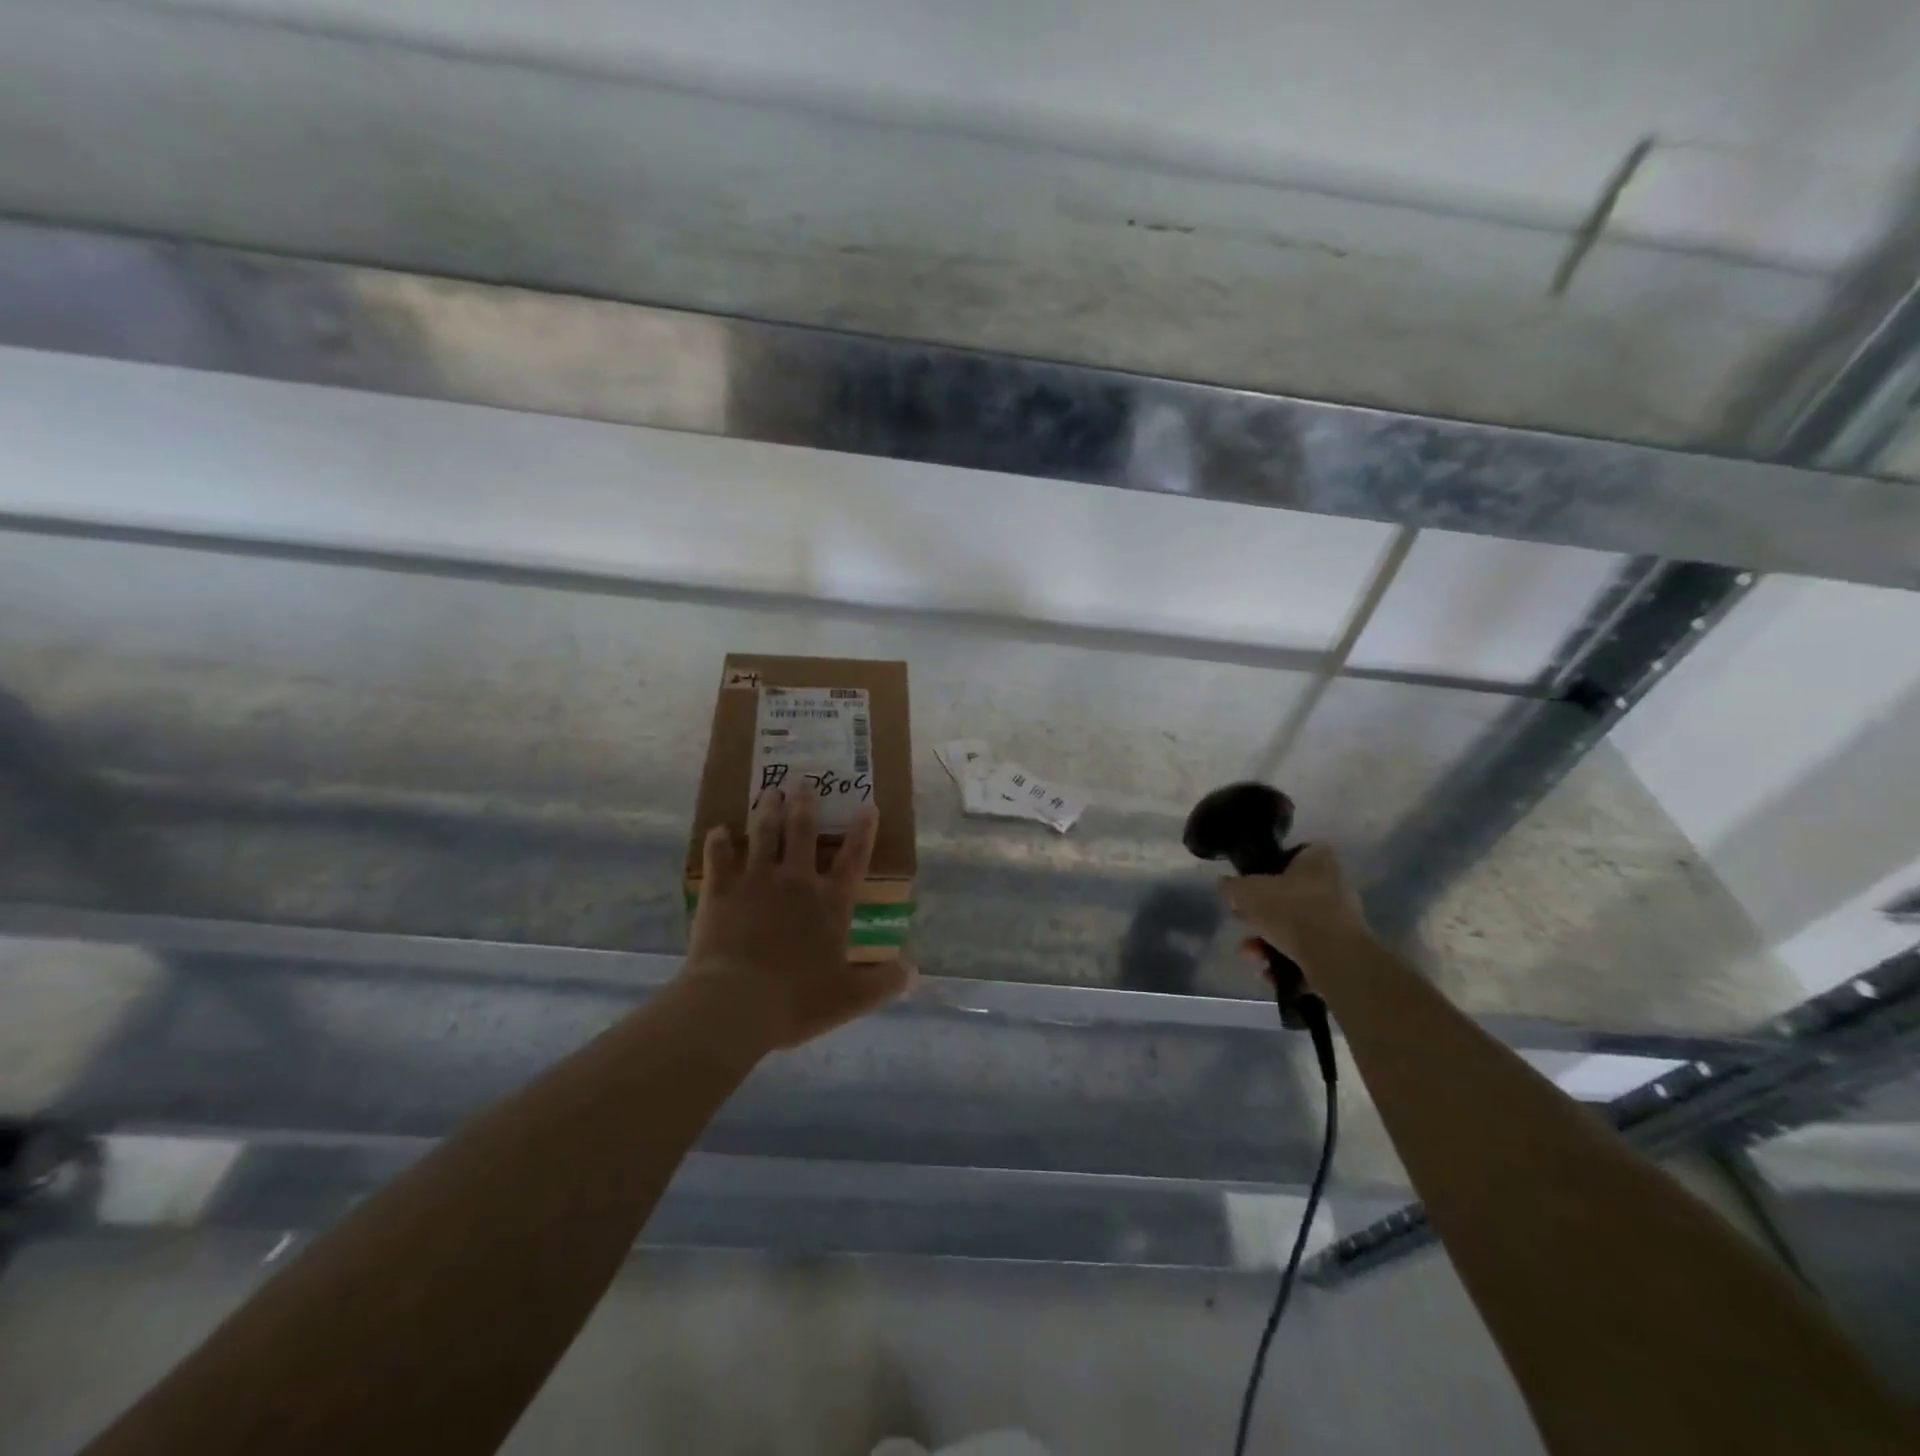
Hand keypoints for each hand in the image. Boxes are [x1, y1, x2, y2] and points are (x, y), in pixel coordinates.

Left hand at [685, 786, 912, 1051]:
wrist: (735, 1002)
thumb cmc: (797, 999)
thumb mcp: (850, 998)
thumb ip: (883, 983)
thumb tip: (914, 973)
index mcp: (830, 903)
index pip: (853, 859)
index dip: (863, 832)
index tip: (868, 805)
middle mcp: (795, 881)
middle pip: (802, 832)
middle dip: (805, 804)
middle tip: (802, 780)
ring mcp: (755, 882)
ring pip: (763, 834)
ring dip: (767, 811)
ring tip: (769, 791)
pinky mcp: (720, 891)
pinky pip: (718, 858)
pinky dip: (718, 843)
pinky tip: (717, 830)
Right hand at [1220, 844, 1369, 979]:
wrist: (1333, 958)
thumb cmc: (1290, 910)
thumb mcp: (1246, 891)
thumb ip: (1231, 886)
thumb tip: (1224, 884)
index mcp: (1319, 860)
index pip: (1295, 853)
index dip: (1271, 865)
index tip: (1252, 882)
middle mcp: (1335, 885)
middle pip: (1290, 895)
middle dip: (1262, 913)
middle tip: (1242, 920)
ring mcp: (1341, 919)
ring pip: (1295, 926)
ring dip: (1268, 940)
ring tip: (1250, 954)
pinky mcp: (1343, 950)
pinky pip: (1307, 951)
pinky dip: (1286, 960)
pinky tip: (1268, 971)